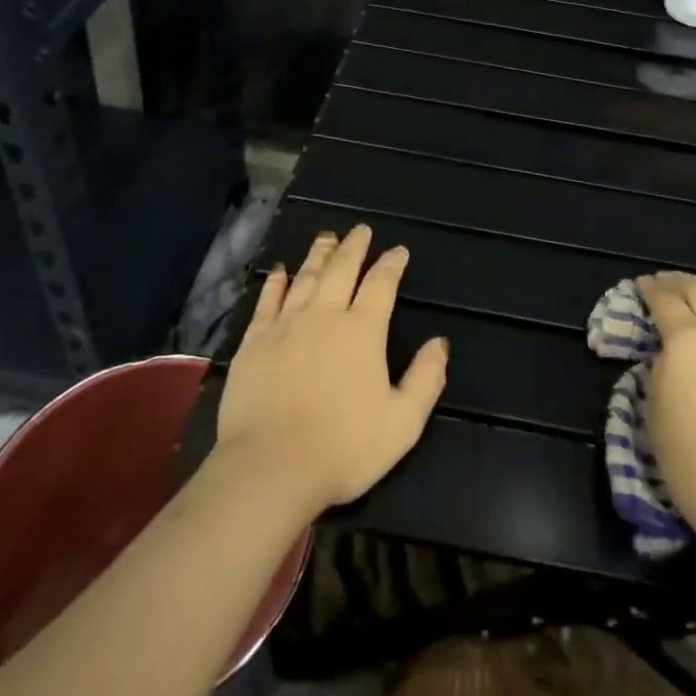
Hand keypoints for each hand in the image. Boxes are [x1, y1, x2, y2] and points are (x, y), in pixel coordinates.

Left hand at [215, 225, 447, 516]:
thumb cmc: (343, 448)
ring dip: (319, 254)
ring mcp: (286, 324)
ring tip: (327, 237)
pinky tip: (280, 271)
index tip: (398, 251)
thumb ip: (425, 379)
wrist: (270, 466)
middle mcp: (325, 315)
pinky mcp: (255, 340)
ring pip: (306, 277)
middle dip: (354, 247)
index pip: (381, 284)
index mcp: (363, 330)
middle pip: (342, 269)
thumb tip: (440, 343)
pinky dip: (276, 282)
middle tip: (360, 229)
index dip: (391, 264)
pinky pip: (268, 300)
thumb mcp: (402, 422)